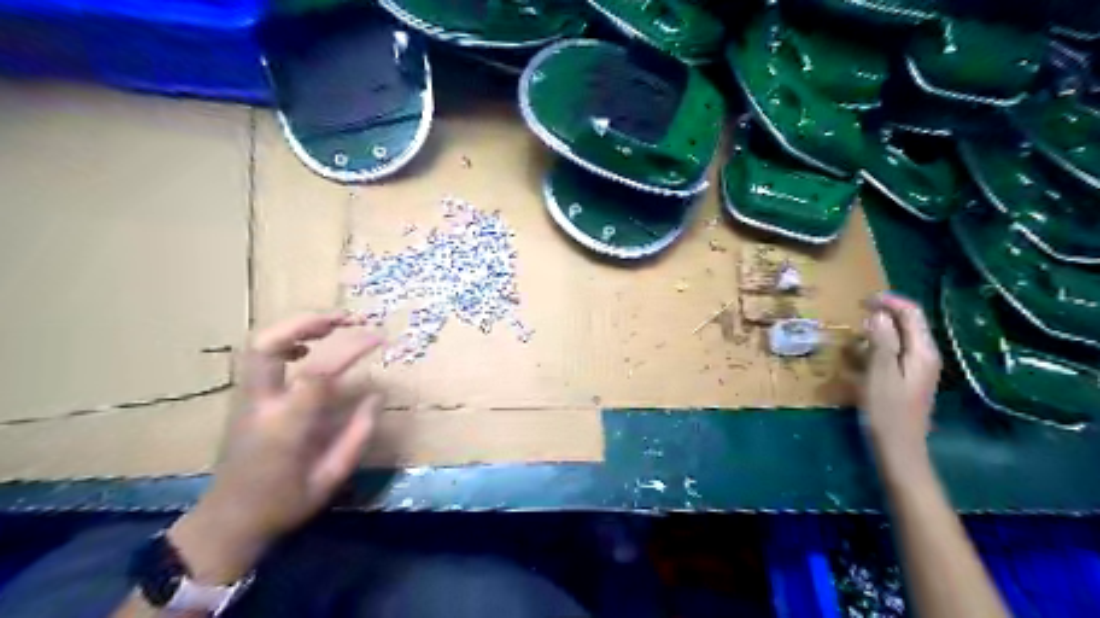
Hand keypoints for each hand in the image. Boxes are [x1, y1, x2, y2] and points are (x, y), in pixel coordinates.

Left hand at [167, 316, 383, 580]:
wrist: (226, 522)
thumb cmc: (282, 504)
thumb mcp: (330, 478)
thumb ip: (357, 435)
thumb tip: (376, 396)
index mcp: (285, 426)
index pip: (319, 372)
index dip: (351, 349)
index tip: (379, 339)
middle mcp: (260, 403)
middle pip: (269, 344)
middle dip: (308, 322)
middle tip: (346, 317)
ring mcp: (246, 399)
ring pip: (260, 345)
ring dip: (297, 327)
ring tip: (333, 324)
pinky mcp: (244, 399)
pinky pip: (261, 358)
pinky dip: (286, 342)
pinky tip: (308, 348)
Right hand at [863, 294, 939, 463]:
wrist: (899, 447)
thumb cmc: (887, 410)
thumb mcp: (880, 373)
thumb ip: (881, 341)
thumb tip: (878, 315)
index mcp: (922, 351)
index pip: (911, 314)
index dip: (889, 302)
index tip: (862, 300)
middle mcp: (926, 356)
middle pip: (909, 324)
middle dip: (883, 314)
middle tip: (856, 314)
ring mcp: (919, 368)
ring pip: (901, 338)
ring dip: (879, 331)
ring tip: (854, 334)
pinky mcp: (909, 379)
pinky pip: (895, 353)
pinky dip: (878, 347)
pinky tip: (861, 356)